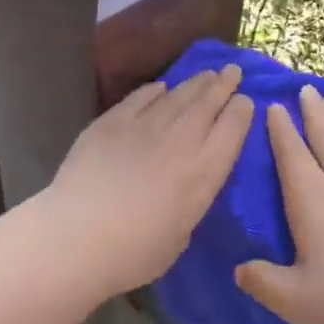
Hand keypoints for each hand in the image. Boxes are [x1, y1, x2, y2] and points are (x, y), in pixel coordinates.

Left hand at [34, 66, 253, 300]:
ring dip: (195, 83)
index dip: (241, 112)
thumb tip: (185, 186)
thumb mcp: (181, 234)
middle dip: (223, 85)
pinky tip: (160, 87)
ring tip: (207, 73)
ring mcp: (144, 126)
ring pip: (177, 95)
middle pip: (207, 104)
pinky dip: (153, 90)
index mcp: (203, 172)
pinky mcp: (111, 122)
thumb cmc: (134, 253)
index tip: (245, 100)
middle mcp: (180, 141)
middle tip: (232, 71)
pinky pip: (139, 98)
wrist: (78, 237)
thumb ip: (190, 202)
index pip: (232, 130)